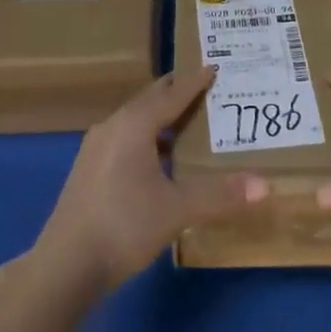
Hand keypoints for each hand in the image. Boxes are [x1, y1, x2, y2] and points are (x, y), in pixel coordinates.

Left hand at [34, 65, 265, 292]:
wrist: (66, 264)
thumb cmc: (125, 225)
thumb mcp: (177, 210)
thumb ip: (220, 194)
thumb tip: (265, 184)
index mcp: (135, 124)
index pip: (172, 94)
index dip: (194, 82)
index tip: (213, 67)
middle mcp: (113, 126)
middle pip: (150, 100)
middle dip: (176, 92)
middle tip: (203, 87)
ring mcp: (96, 148)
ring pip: (135, 120)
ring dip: (160, 116)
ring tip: (186, 121)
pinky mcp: (89, 170)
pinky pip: (125, 138)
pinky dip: (147, 136)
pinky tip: (158, 158)